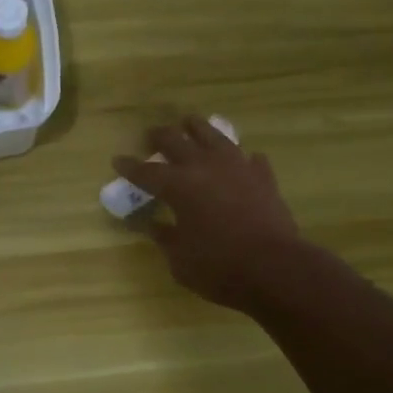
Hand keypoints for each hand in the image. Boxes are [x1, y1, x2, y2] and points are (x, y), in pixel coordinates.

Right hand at [113, 118, 307, 310]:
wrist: (274, 268)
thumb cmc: (218, 267)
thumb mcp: (180, 259)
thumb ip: (165, 237)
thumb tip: (154, 225)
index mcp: (178, 186)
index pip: (146, 172)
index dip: (130, 166)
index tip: (117, 159)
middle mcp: (205, 167)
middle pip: (177, 141)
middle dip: (160, 136)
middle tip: (151, 135)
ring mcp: (237, 167)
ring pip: (213, 135)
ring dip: (197, 128)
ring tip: (189, 123)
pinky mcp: (263, 177)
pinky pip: (248, 159)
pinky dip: (239, 158)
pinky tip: (241, 159)